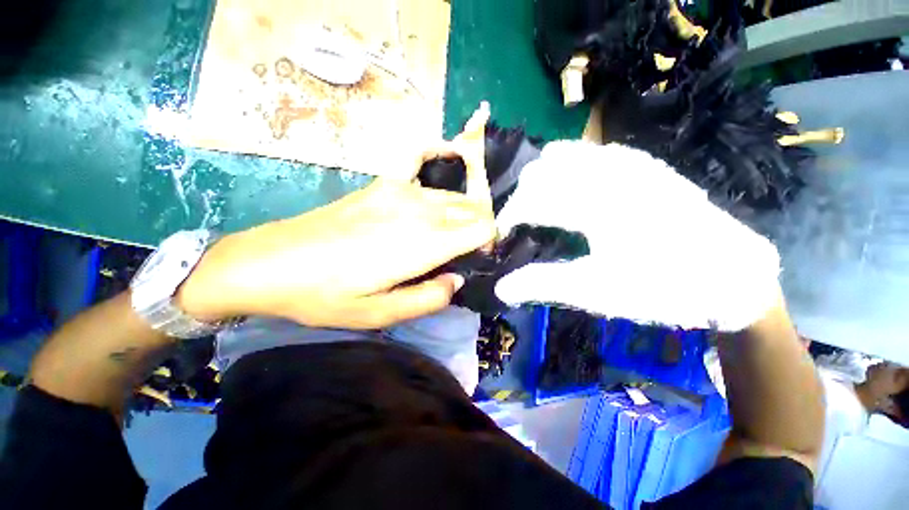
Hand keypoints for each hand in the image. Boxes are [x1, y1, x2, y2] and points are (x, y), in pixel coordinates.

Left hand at [177, 104, 494, 328]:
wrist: (272, 262)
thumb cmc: (327, 295)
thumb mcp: (381, 315)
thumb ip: (429, 299)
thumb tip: (457, 280)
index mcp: (424, 243)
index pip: (482, 228)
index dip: (488, 243)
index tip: (478, 259)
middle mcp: (420, 209)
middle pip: (472, 209)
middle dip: (479, 229)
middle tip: (465, 252)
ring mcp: (401, 190)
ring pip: (454, 195)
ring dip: (463, 212)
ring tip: (452, 233)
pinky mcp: (383, 183)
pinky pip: (421, 157)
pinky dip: (440, 155)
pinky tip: (448, 155)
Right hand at [494, 141, 780, 330]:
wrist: (732, 275)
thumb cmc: (663, 288)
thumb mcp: (597, 293)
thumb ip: (543, 284)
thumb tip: (501, 288)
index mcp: (595, 207)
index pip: (531, 201)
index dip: (508, 217)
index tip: (502, 235)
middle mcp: (608, 174)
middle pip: (540, 171)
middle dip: (521, 196)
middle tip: (521, 223)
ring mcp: (627, 162)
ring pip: (562, 154)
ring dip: (541, 179)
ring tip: (540, 205)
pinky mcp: (641, 163)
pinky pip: (589, 151)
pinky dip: (567, 167)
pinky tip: (571, 188)